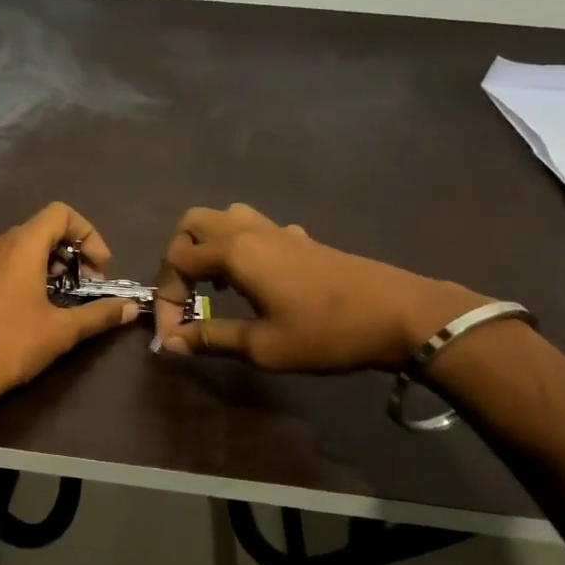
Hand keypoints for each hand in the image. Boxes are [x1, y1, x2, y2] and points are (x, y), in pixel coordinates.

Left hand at [0, 202, 139, 412]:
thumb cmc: (11, 344)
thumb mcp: (62, 330)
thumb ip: (99, 314)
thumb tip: (131, 308)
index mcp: (21, 245)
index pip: (61, 213)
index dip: (88, 234)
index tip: (100, 268)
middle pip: (43, 229)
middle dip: (72, 252)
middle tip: (88, 285)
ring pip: (23, 246)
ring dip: (51, 263)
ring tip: (65, 297)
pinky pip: (6, 261)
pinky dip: (28, 271)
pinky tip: (36, 306)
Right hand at [151, 204, 484, 372]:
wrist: (400, 315)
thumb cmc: (326, 333)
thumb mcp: (263, 346)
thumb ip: (211, 339)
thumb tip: (170, 343)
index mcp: (234, 252)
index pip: (176, 261)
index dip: (165, 298)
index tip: (172, 335)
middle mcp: (248, 231)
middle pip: (193, 223)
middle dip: (178, 257)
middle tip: (185, 295)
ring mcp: (277, 231)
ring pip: (225, 217)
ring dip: (208, 246)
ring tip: (214, 285)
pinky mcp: (300, 239)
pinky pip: (255, 228)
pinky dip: (239, 247)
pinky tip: (254, 281)